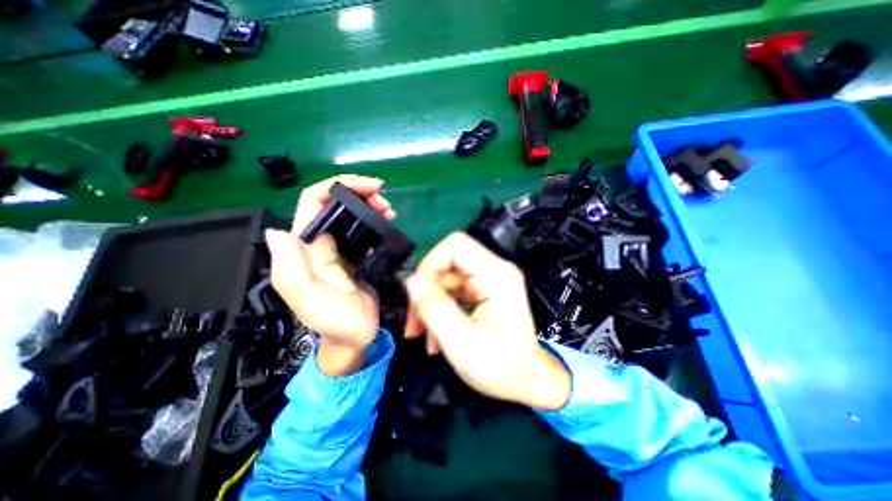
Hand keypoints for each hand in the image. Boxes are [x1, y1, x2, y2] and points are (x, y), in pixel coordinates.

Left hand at [263, 176, 391, 374]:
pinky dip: (375, 219)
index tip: (369, 186)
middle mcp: (319, 243)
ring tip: (389, 209)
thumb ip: (292, 272)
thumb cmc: (336, 322)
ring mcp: (338, 249)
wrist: (355, 337)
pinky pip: (362, 229)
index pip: (312, 203)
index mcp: (305, 249)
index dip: (338, 187)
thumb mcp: (312, 302)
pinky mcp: (355, 255)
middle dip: (359, 194)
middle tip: (384, 201)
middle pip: (334, 203)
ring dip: (369, 205)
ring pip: (350, 214)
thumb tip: (278, 233)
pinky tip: (387, 221)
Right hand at [404, 231, 571, 410]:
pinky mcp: (487, 289)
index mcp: (496, 276)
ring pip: (449, 275)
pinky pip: (456, 287)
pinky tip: (436, 332)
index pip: (456, 245)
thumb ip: (435, 308)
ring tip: (424, 335)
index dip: (431, 264)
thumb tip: (411, 280)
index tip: (418, 295)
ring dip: (432, 301)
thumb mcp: (462, 343)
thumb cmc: (502, 368)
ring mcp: (492, 279)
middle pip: (450, 260)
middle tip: (415, 322)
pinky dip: (442, 306)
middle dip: (427, 288)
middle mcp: (496, 270)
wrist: (529, 381)